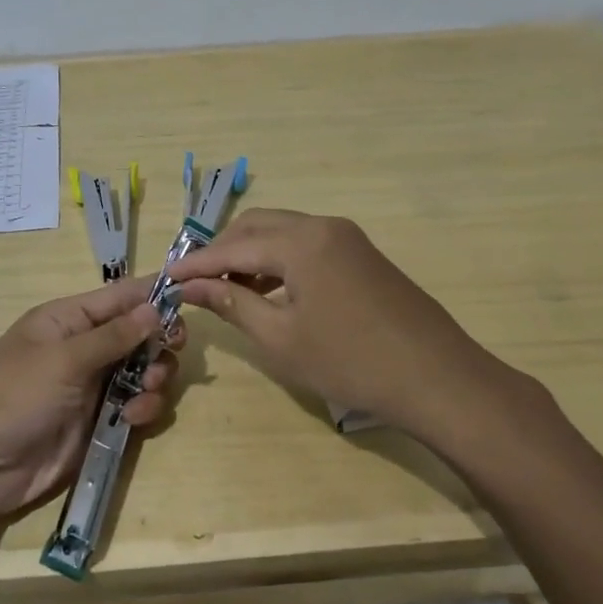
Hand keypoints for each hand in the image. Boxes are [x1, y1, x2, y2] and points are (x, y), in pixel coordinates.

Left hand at [0, 276, 180, 524]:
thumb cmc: (13, 397)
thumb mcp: (62, 359)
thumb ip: (112, 336)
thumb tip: (154, 307)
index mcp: (68, 320)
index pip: (119, 296)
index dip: (154, 293)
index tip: (193, 294)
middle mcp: (84, 347)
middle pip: (139, 333)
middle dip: (160, 340)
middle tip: (173, 349)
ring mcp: (93, 386)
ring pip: (143, 370)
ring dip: (154, 377)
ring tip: (146, 391)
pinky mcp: (99, 422)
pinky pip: (136, 404)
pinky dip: (144, 407)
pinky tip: (134, 417)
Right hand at [166, 209, 543, 439]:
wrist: (437, 378)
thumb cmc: (350, 361)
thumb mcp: (280, 337)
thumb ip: (231, 304)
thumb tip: (190, 287)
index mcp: (301, 242)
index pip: (232, 248)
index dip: (195, 265)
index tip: (165, 279)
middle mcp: (323, 226)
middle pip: (257, 227)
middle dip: (221, 251)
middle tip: (194, 283)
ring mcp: (347, 237)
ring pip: (282, 232)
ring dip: (250, 255)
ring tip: (226, 290)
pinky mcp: (362, 254)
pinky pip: (307, 244)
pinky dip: (279, 260)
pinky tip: (269, 290)